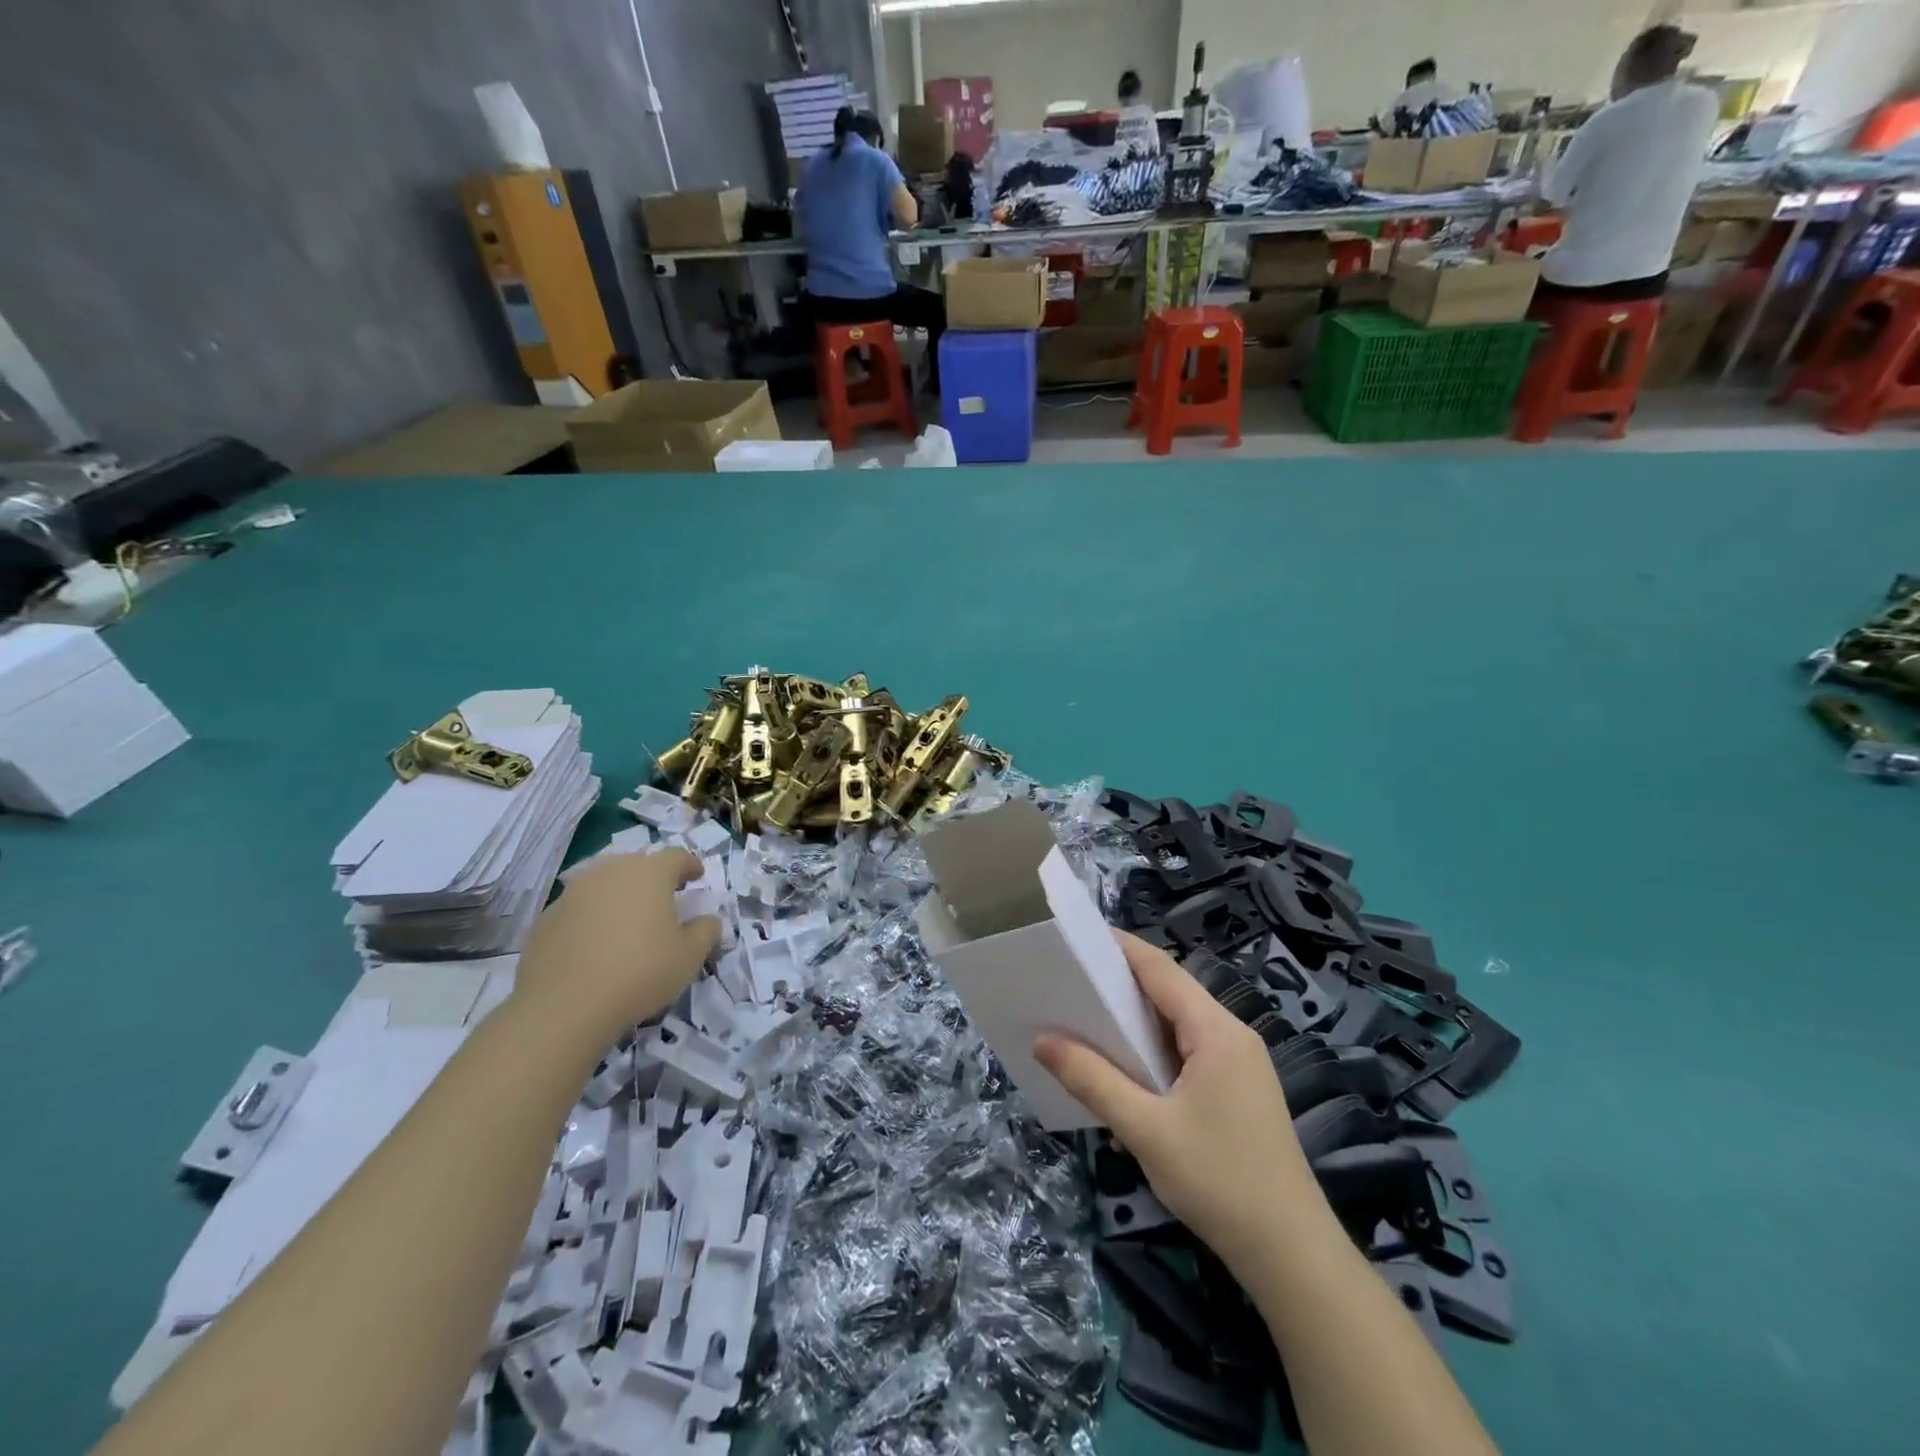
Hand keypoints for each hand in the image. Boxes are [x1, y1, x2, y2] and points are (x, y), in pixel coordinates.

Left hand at [513, 849, 719, 1047]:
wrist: (564, 1007)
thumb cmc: (640, 973)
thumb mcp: (690, 956)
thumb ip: (706, 930)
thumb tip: (707, 920)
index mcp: (649, 873)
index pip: (676, 857)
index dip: (690, 865)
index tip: (697, 877)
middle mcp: (610, 872)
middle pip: (638, 865)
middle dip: (654, 878)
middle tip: (665, 899)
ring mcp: (573, 893)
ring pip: (605, 884)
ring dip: (620, 896)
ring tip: (628, 922)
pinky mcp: (546, 918)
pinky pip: (579, 909)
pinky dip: (592, 918)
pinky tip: (596, 945)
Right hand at [1035, 932, 1323, 1276]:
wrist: (1292, 1256)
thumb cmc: (1219, 1181)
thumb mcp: (1146, 1130)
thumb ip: (1093, 1080)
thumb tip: (1043, 1041)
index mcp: (1216, 1031)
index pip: (1161, 969)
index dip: (1120, 947)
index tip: (1077, 937)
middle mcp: (1233, 1035)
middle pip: (1171, 992)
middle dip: (1121, 983)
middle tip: (1071, 982)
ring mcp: (1241, 1064)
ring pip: (1180, 1024)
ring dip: (1137, 1021)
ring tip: (1087, 1021)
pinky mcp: (1240, 1090)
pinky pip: (1190, 1051)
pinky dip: (1155, 1050)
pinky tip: (1127, 1072)